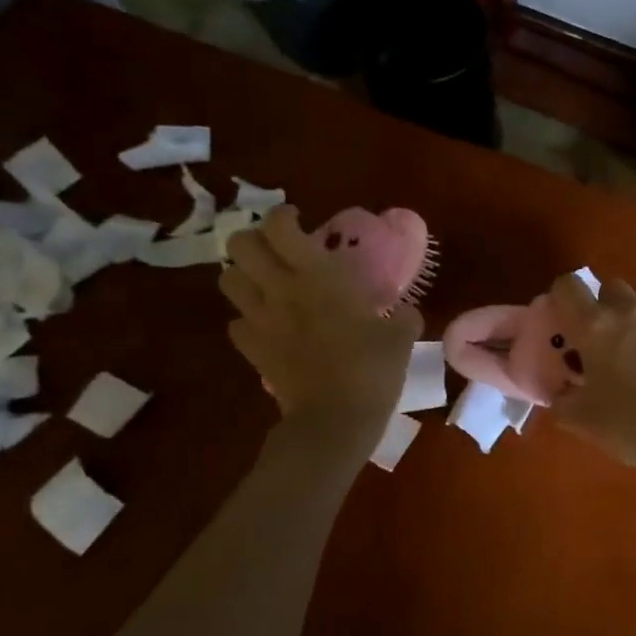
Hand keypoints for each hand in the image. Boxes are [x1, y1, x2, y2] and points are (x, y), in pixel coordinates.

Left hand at [220, 206, 420, 457]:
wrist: (336, 418)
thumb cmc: (372, 368)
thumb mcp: (402, 336)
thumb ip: (404, 315)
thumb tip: (407, 311)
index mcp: (316, 276)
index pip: (280, 226)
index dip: (284, 216)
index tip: (301, 221)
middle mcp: (280, 289)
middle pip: (240, 245)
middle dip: (254, 240)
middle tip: (278, 251)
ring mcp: (261, 320)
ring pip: (227, 280)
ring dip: (244, 276)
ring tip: (267, 284)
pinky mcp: (252, 350)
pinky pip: (237, 323)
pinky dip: (248, 319)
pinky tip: (269, 327)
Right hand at [548, 274, 635, 469]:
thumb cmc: (632, 424)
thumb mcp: (582, 420)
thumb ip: (562, 402)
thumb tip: (560, 394)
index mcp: (596, 326)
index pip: (568, 287)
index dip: (561, 297)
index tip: (563, 318)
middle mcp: (631, 310)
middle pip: (611, 286)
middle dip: (603, 305)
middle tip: (603, 338)